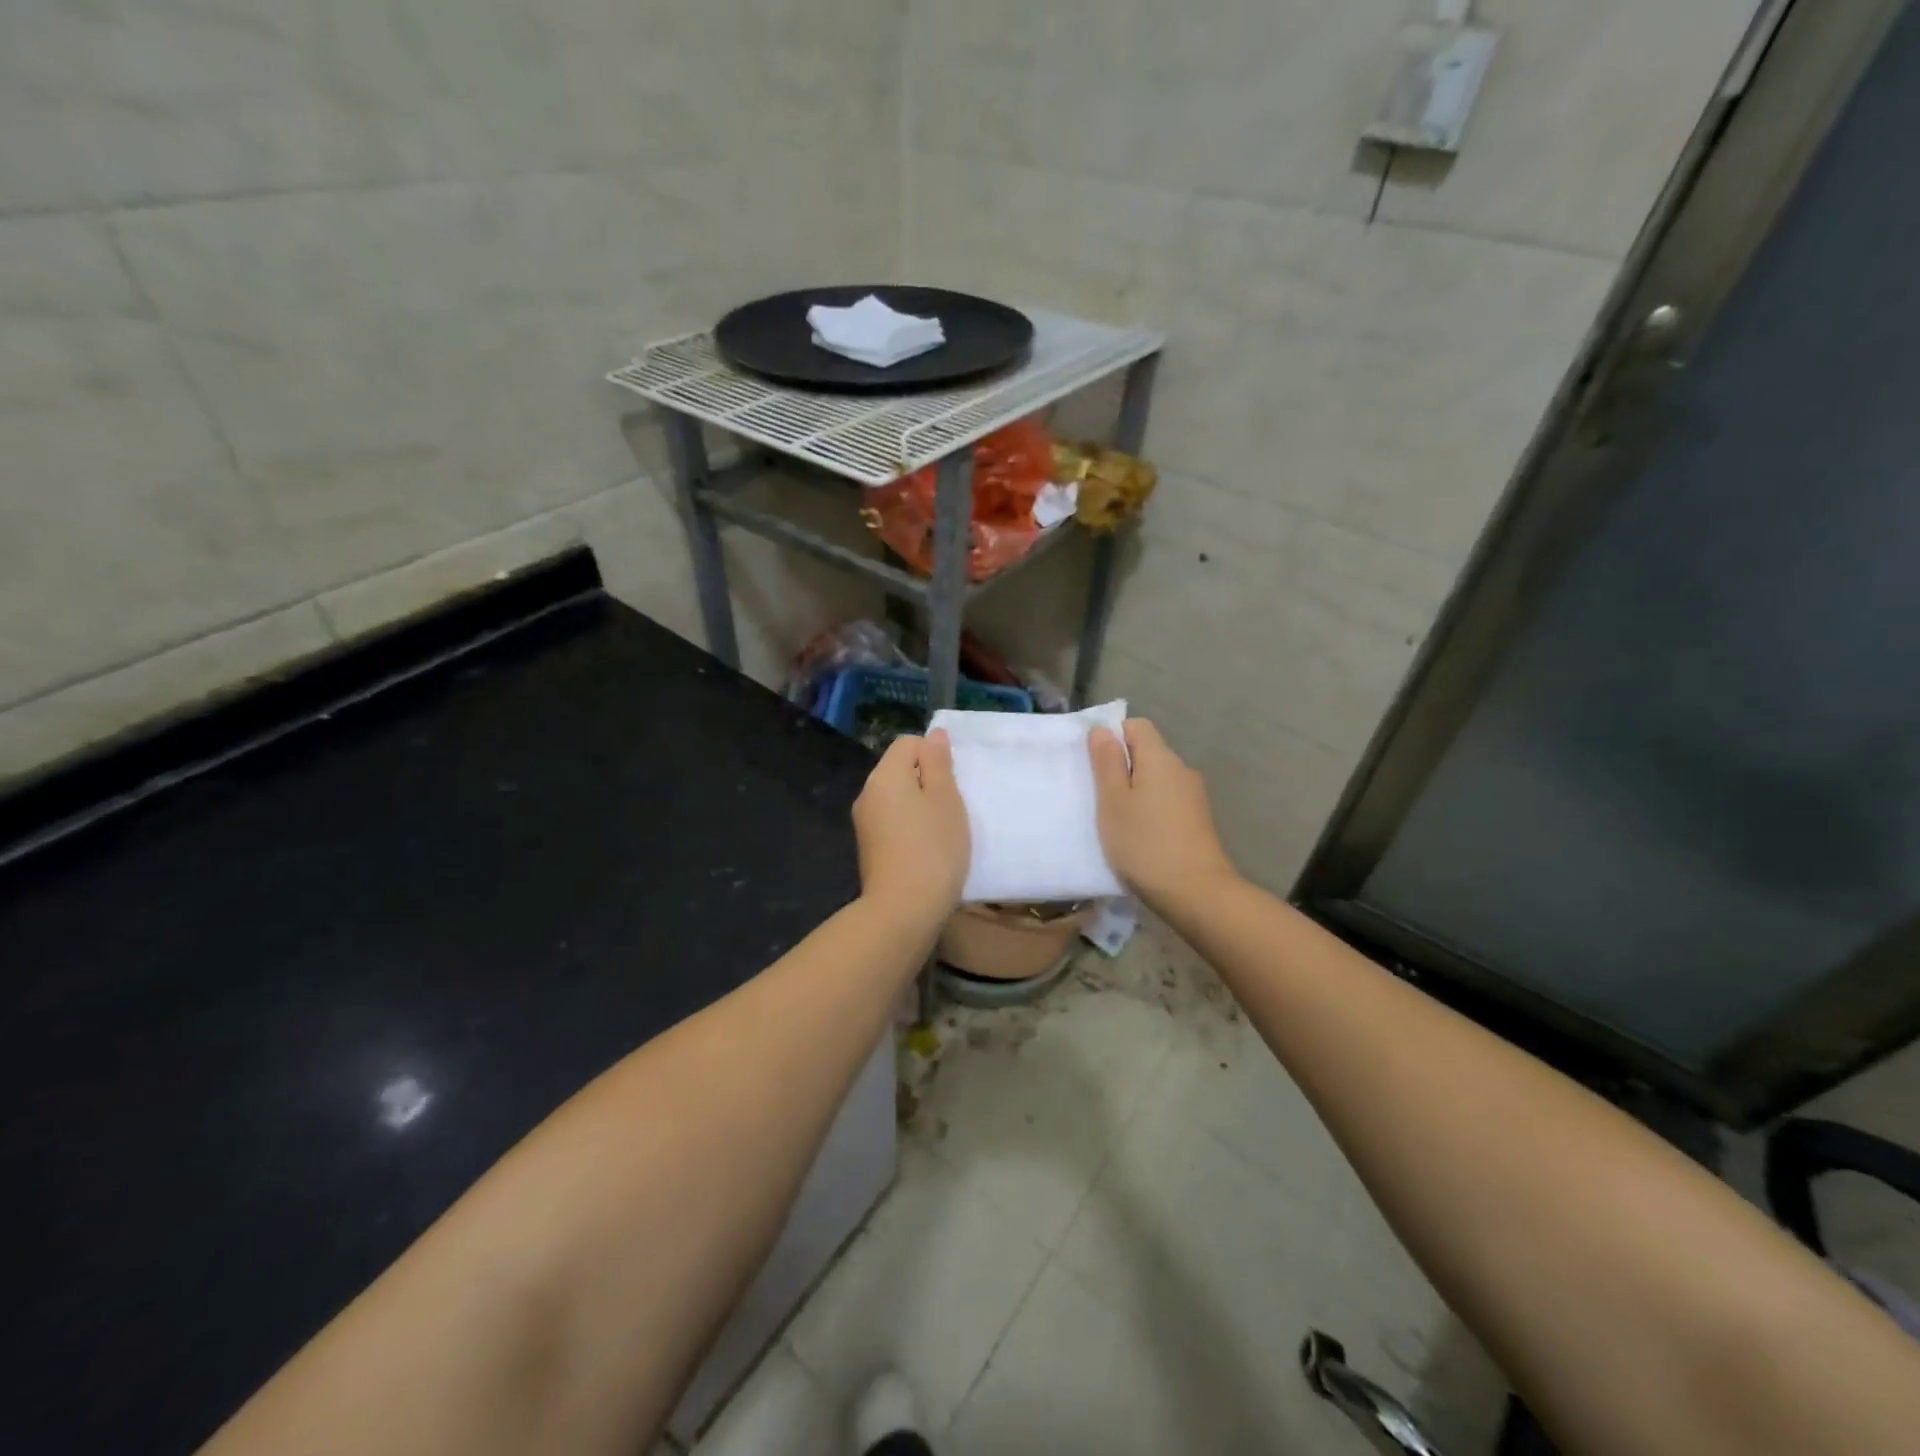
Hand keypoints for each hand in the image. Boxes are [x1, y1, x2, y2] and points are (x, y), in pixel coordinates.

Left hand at [852, 730, 970, 924]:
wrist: (903, 909)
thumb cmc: (933, 847)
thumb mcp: (945, 799)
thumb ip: (938, 763)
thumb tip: (933, 735)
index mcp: (884, 775)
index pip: (908, 744)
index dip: (933, 755)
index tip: (951, 784)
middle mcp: (867, 793)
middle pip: (900, 770)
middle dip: (928, 782)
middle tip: (952, 808)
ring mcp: (864, 822)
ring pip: (897, 798)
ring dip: (920, 807)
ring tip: (942, 831)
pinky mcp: (869, 847)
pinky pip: (892, 822)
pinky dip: (910, 828)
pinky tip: (927, 849)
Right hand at [1088, 719, 1239, 908]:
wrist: (1196, 893)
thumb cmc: (1144, 843)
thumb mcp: (1113, 802)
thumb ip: (1106, 763)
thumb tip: (1102, 730)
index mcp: (1160, 758)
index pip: (1136, 726)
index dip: (1113, 738)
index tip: (1094, 766)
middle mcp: (1181, 769)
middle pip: (1147, 752)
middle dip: (1121, 768)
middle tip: (1098, 797)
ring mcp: (1193, 796)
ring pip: (1156, 779)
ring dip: (1135, 792)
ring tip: (1116, 821)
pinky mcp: (1198, 820)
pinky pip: (1167, 801)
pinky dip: (1150, 810)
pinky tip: (1139, 837)